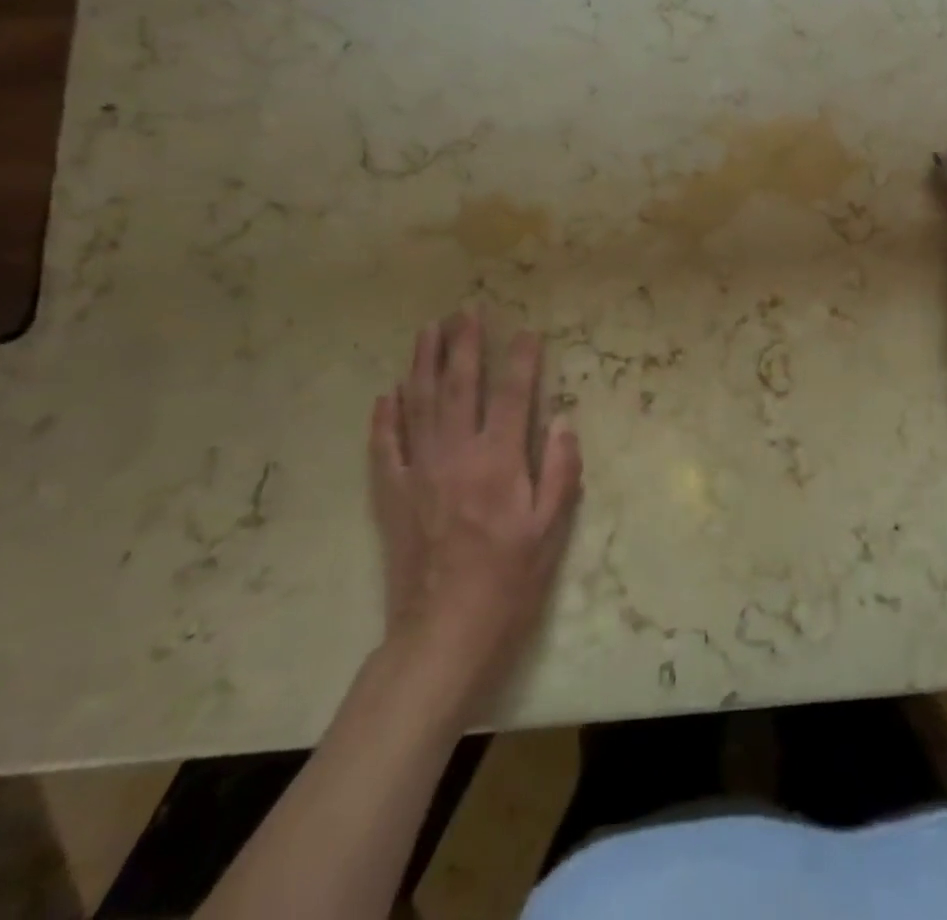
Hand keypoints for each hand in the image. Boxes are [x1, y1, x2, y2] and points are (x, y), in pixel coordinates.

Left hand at [368, 311, 581, 716]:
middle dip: (465, 344)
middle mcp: (456, 455)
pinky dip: (385, 416)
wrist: (442, 636)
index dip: (522, 359)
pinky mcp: (392, 495)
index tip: (527, 331)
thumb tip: (562, 423)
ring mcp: (418, 472)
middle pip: (460, 386)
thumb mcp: (549, 532)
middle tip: (466, 310)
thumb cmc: (507, 583)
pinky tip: (388, 392)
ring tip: (427, 330)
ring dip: (423, 363)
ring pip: (419, 404)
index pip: (514, 395)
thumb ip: (559, 472)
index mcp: (498, 462)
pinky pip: (385, 446)